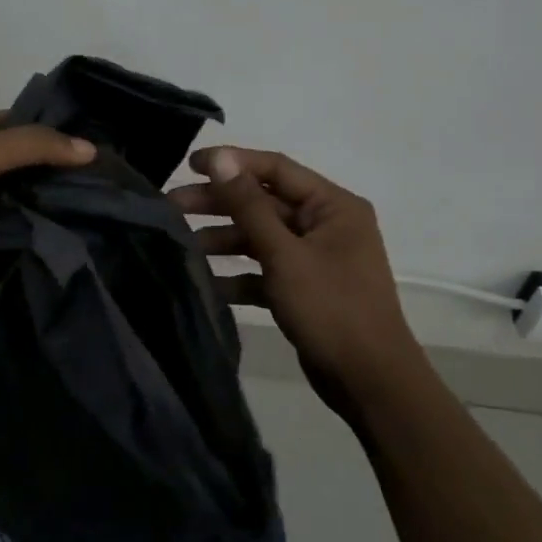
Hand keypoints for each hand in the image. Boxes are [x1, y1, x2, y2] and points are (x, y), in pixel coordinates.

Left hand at [0, 109, 93, 308]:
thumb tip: (88, 148)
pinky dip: (30, 240)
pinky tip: (71, 243)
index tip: (102, 150)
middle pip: (24, 167)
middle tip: (111, 188)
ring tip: (102, 217)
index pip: (22, 125)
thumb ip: (32, 147)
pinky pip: (7, 238)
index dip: (58, 134)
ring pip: (19, 205)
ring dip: (48, 211)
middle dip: (59, 177)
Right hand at [168, 147, 417, 421]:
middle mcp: (326, 224)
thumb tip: (222, 160)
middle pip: (264, 203)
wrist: (370, 381)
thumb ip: (249, 206)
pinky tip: (208, 283)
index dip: (232, 163)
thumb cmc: (331, 308)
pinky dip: (239, 275)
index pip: (276, 168)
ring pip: (261, 237)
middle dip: (219, 203)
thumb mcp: (285, 254)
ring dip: (224, 239)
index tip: (190, 165)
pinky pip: (266, 271)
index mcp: (333, 205)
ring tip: (182, 244)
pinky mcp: (304, 288)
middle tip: (172, 206)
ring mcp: (315, 258)